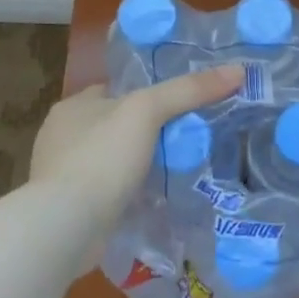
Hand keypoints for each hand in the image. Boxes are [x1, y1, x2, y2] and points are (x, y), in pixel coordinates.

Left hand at [29, 65, 243, 234]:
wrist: (66, 227)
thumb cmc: (102, 157)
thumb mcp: (148, 111)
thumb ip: (189, 89)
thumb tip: (237, 70)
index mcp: (72, 107)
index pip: (114, 91)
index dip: (144, 95)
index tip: (176, 105)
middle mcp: (60, 138)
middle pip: (113, 126)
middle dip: (142, 134)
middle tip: (182, 140)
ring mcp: (61, 177)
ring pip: (109, 162)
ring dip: (133, 167)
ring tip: (172, 170)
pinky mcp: (67, 211)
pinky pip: (105, 193)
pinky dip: (124, 195)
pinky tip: (149, 200)